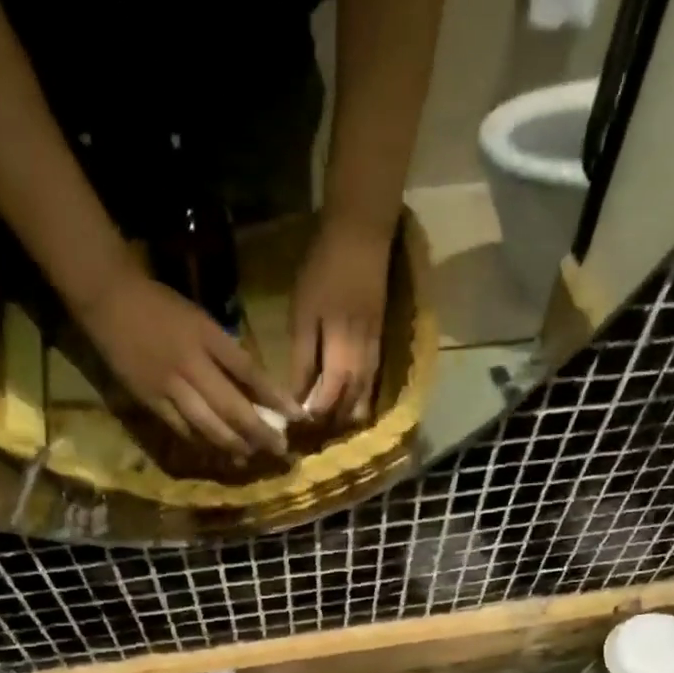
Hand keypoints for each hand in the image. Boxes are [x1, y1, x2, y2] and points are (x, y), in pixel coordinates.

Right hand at [78, 267, 298, 458]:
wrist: (108, 298)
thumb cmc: (161, 306)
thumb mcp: (200, 320)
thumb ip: (226, 353)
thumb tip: (256, 389)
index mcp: (207, 337)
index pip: (249, 372)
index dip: (275, 397)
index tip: (296, 416)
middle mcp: (191, 364)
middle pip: (232, 407)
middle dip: (259, 432)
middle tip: (279, 449)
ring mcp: (169, 385)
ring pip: (208, 424)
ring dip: (234, 443)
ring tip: (251, 455)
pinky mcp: (150, 400)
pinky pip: (183, 429)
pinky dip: (203, 442)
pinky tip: (218, 451)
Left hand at [290, 216, 391, 424]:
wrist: (361, 238)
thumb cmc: (324, 271)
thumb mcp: (303, 314)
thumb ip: (302, 359)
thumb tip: (297, 397)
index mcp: (342, 357)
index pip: (327, 402)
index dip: (312, 417)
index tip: (294, 428)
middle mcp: (363, 365)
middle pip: (349, 408)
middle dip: (330, 424)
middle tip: (310, 434)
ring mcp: (375, 356)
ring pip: (364, 400)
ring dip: (347, 416)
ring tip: (328, 425)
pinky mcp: (379, 346)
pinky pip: (371, 385)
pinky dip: (358, 399)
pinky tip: (347, 403)